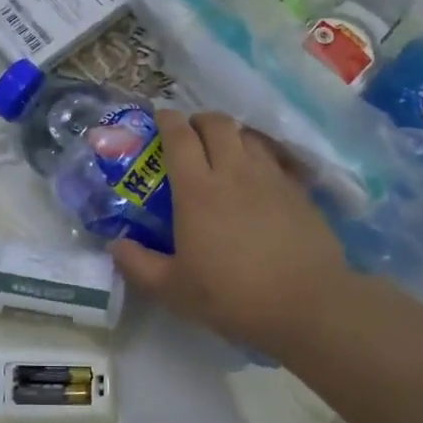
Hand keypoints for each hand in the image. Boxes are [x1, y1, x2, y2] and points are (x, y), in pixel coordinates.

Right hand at [109, 111, 355, 363]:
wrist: (307, 304)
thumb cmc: (233, 296)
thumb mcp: (174, 290)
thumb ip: (138, 265)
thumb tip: (115, 244)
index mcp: (197, 191)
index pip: (179, 137)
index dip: (168, 120)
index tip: (160, 117)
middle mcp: (233, 172)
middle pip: (217, 123)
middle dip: (199, 120)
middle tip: (190, 135)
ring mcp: (270, 178)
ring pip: (248, 135)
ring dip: (231, 134)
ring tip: (223, 151)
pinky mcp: (297, 190)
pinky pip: (273, 157)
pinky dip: (259, 155)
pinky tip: (256, 176)